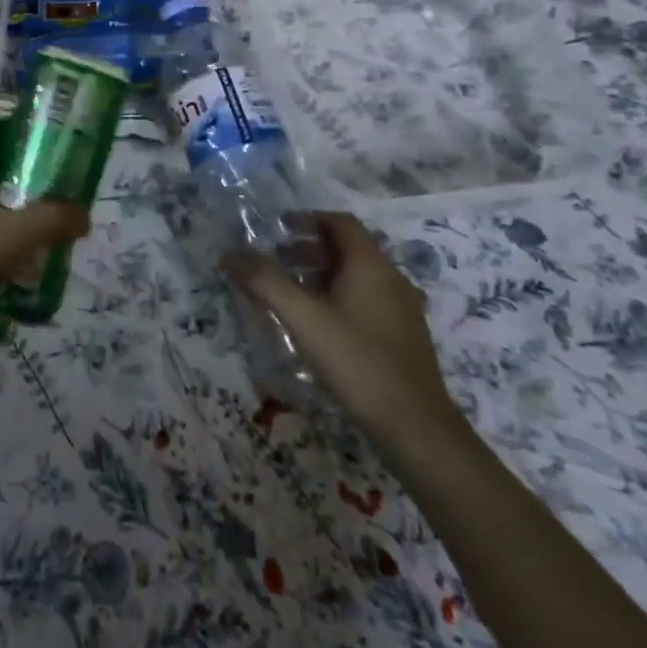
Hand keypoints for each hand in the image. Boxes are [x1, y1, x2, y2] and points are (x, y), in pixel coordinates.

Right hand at [223, 212, 463, 449]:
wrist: (417, 429)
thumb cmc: (358, 362)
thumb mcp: (304, 319)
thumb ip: (265, 283)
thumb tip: (229, 253)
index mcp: (371, 265)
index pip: (340, 222)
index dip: (308, 218)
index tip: (278, 228)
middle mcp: (391, 279)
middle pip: (348, 248)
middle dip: (310, 248)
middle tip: (276, 259)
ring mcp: (401, 309)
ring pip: (357, 276)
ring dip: (322, 274)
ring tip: (291, 292)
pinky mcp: (402, 337)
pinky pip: (366, 300)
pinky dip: (338, 297)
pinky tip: (319, 325)